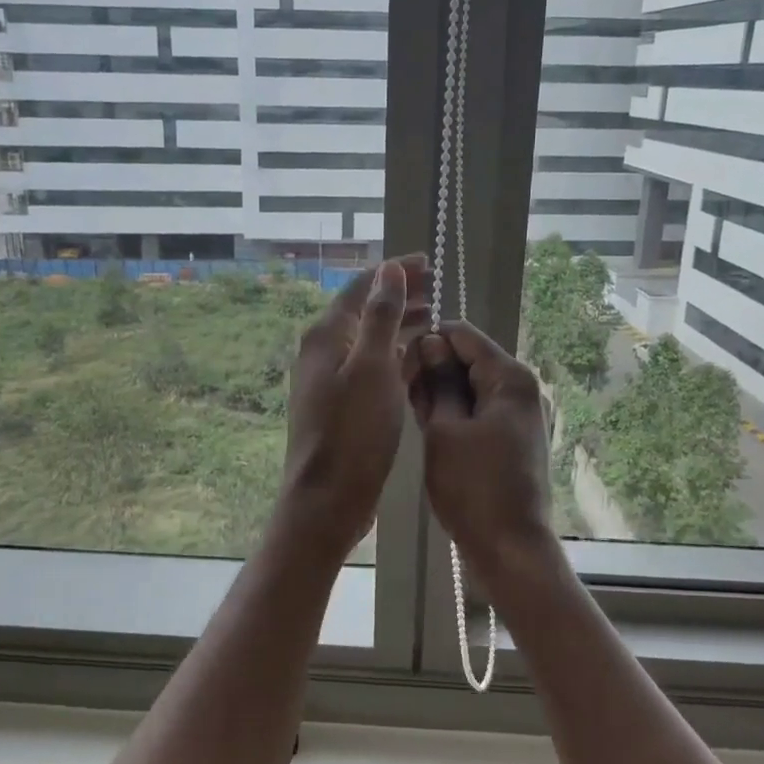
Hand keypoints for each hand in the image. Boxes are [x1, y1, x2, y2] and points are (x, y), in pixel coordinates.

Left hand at [279, 254, 429, 550]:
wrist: (328, 499)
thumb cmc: (353, 431)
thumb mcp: (373, 368)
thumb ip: (381, 316)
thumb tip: (389, 269)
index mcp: (326, 336)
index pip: (361, 288)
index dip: (394, 272)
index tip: (428, 263)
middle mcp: (324, 353)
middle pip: (365, 313)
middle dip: (400, 298)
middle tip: (438, 290)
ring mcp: (332, 381)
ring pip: (371, 342)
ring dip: (401, 327)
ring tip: (435, 319)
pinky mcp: (344, 406)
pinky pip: (373, 370)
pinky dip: (396, 359)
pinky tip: (421, 360)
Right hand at [404, 320, 553, 567]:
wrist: (510, 548)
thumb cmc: (473, 487)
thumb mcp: (445, 430)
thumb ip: (438, 382)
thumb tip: (430, 343)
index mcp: (509, 378)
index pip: (463, 334)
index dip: (428, 341)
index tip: (397, 362)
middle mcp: (520, 388)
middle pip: (469, 358)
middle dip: (433, 368)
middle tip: (398, 391)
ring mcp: (518, 414)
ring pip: (471, 386)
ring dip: (441, 392)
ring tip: (408, 409)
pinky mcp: (511, 436)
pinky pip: (478, 409)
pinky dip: (454, 411)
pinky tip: (428, 426)